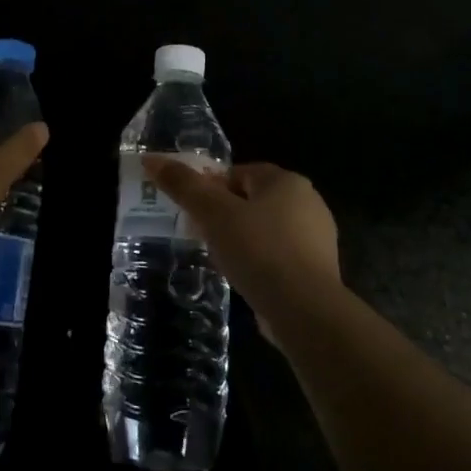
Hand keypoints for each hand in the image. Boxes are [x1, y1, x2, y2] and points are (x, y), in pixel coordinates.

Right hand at [145, 159, 339, 341]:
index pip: (239, 173)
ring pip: (266, 231)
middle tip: (202, 236)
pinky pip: (280, 258)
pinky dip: (261, 265)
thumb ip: (183, 185)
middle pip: (253, 201)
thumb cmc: (258, 250)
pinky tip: (245, 282)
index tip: (193, 212)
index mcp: (286, 181)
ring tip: (220, 262)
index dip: (212, 189)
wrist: (306, 311)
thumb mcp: (213, 214)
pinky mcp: (319, 272)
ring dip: (242, 242)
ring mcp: (318, 239)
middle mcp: (308, 202)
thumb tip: (151, 159)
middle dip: (225, 216)